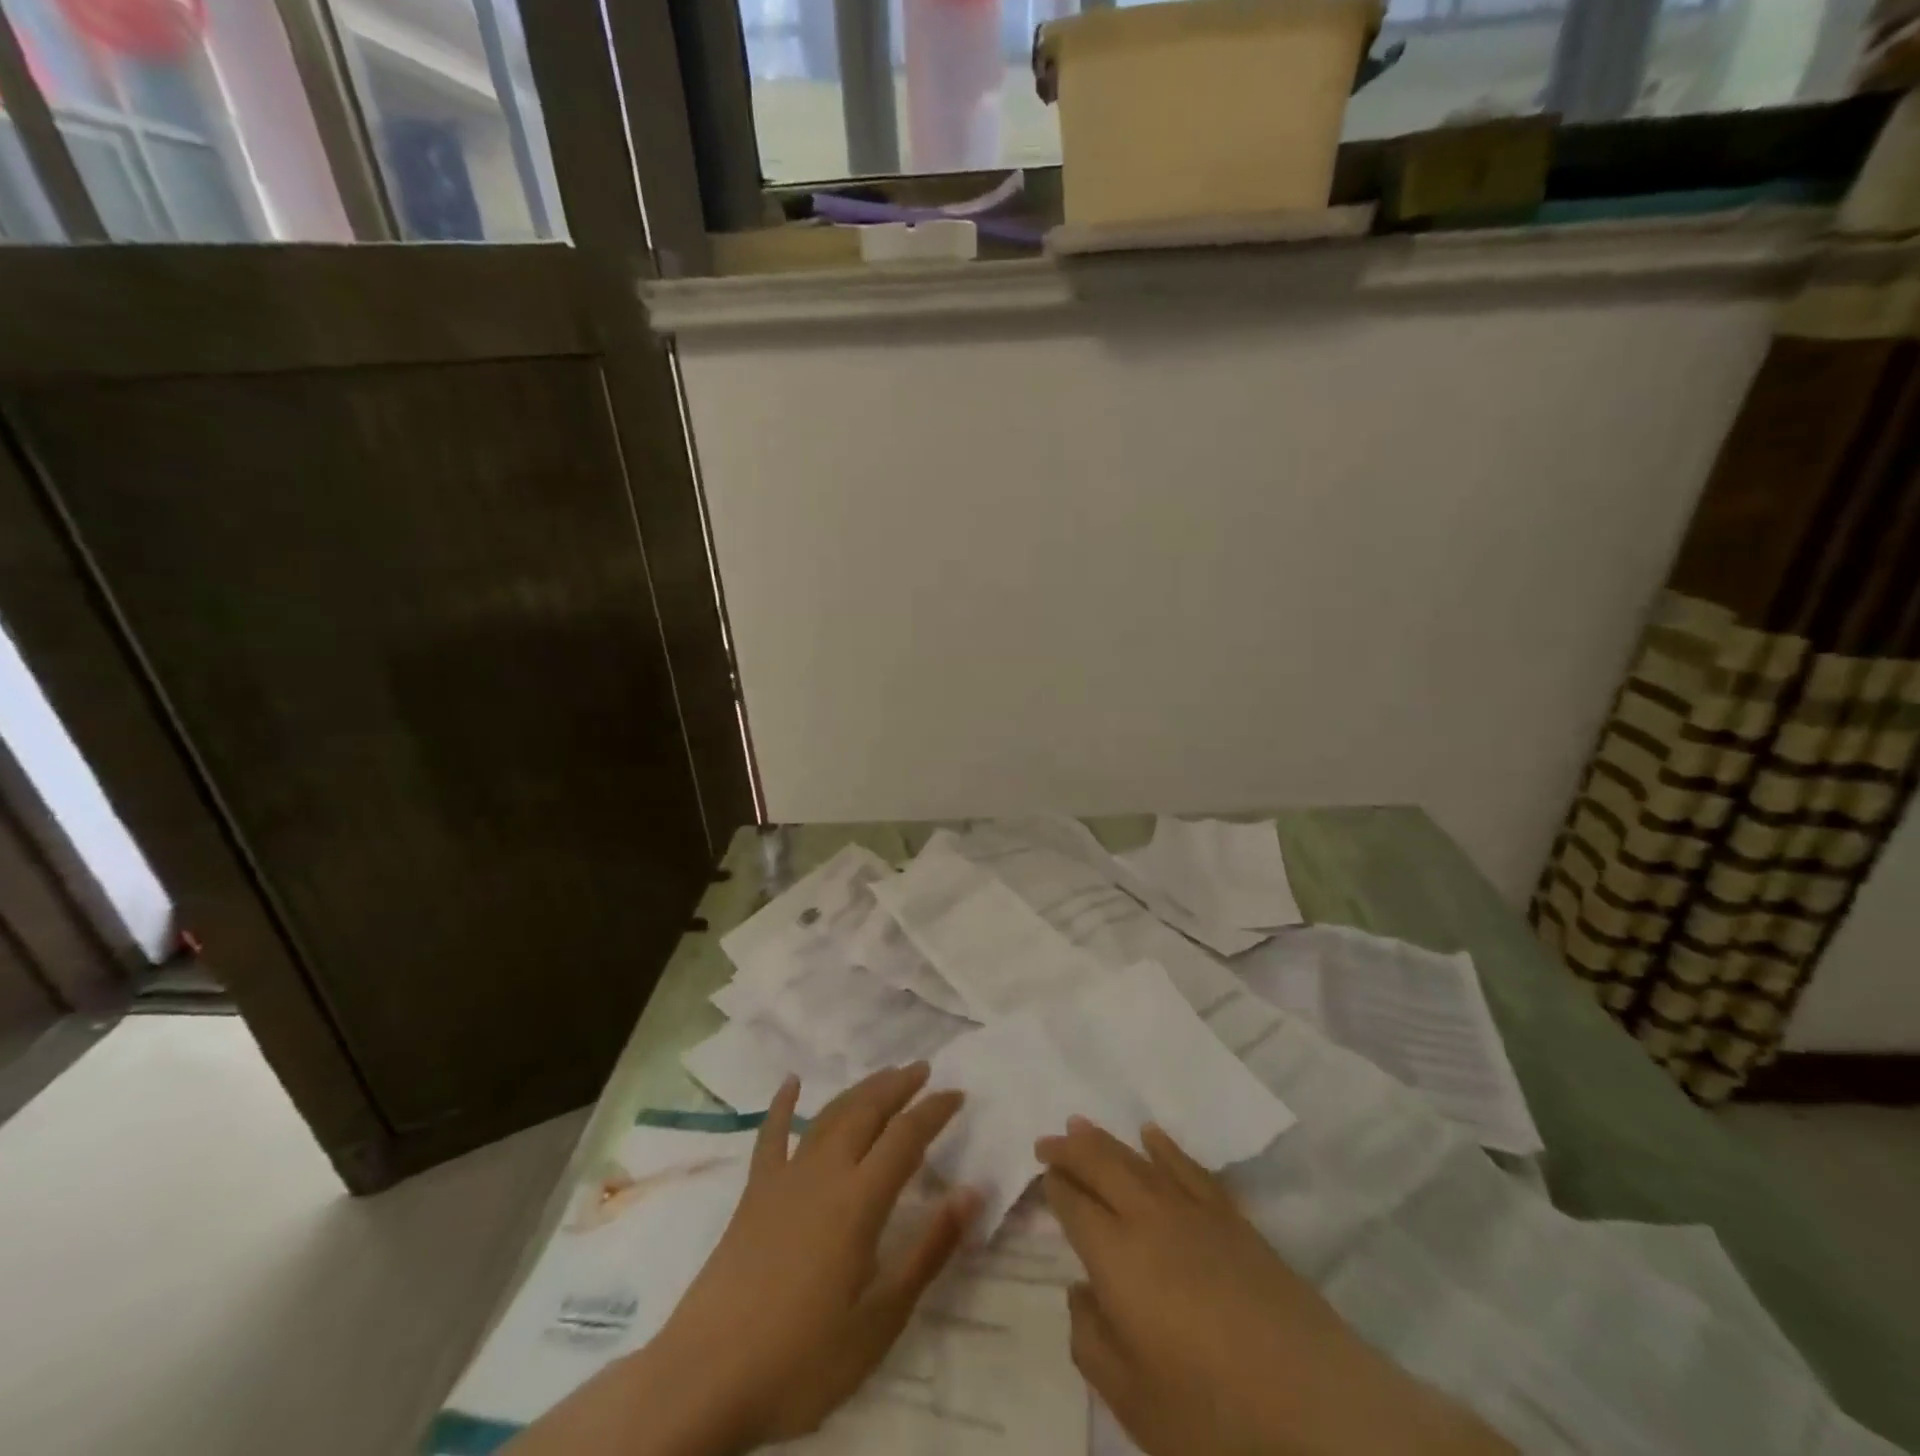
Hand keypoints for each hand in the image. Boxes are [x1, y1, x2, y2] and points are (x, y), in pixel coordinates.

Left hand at [507, 1064, 977, 1455]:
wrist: (706, 1378)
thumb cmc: (803, 1357)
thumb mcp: (880, 1320)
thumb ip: (928, 1251)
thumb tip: (971, 1192)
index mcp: (859, 1200)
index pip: (906, 1137)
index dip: (935, 1110)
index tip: (958, 1093)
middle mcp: (824, 1173)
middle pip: (867, 1111)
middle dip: (898, 1085)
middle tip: (923, 1068)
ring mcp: (784, 1178)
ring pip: (829, 1115)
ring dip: (859, 1090)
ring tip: (883, 1074)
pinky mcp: (754, 1193)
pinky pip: (771, 1136)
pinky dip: (782, 1105)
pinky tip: (791, 1083)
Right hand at [1038, 1118, 1512, 1455]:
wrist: (1321, 1412)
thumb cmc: (1215, 1418)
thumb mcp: (1133, 1401)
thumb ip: (1091, 1340)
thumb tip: (1079, 1291)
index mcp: (1117, 1258)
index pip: (1075, 1205)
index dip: (1054, 1186)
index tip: (1040, 1174)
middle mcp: (1150, 1219)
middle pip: (1102, 1165)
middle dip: (1070, 1149)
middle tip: (1047, 1139)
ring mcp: (1196, 1214)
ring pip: (1139, 1160)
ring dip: (1107, 1140)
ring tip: (1082, 1125)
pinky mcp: (1235, 1222)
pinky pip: (1190, 1168)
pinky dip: (1166, 1148)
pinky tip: (1152, 1135)